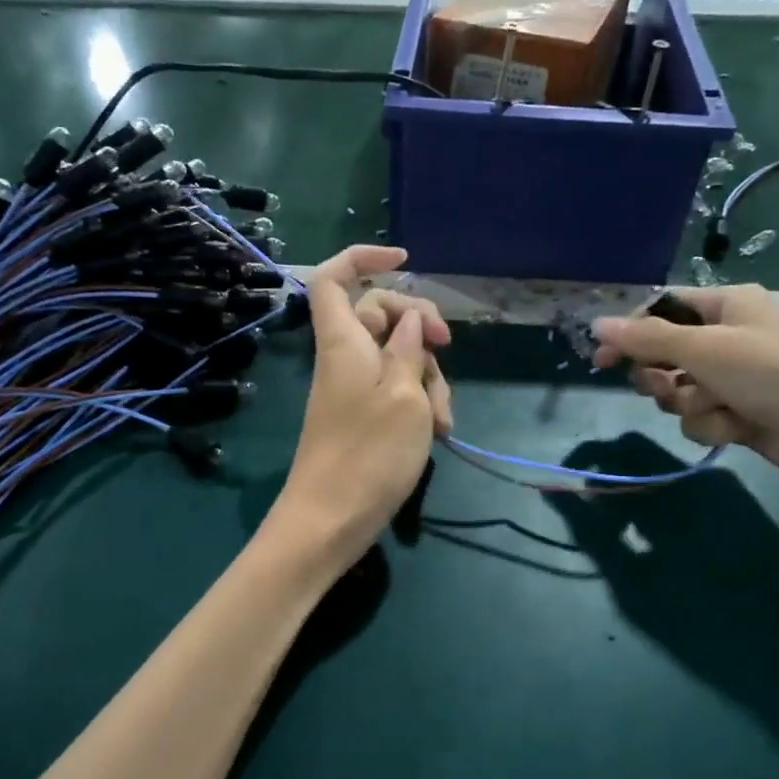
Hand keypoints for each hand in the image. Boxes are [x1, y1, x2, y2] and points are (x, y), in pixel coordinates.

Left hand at [268, 246, 451, 569]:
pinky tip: (437, 431)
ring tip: (441, 419)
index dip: (364, 257)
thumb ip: (410, 349)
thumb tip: (412, 321)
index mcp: (343, 341)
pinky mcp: (363, 416)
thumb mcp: (405, 394)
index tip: (405, 260)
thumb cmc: (369, 454)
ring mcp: (354, 388)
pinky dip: (419, 403)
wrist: (331, 521)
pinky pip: (395, 390)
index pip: (334, 278)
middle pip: (381, 315)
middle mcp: (345, 357)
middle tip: (447, 351)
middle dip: (421, 330)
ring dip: (428, 378)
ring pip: (397, 357)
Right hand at [591, 285, 778, 508]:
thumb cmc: (776, 374)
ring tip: (721, 409)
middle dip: (664, 377)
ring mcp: (739, 380)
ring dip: (693, 406)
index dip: (631, 335)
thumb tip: (597, 323)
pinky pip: (704, 418)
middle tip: (670, 387)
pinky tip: (739, 430)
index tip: (602, 362)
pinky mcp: (745, 415)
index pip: (663, 311)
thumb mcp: (707, 349)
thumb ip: (647, 339)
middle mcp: (731, 338)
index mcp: (728, 306)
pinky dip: (714, 426)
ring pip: (682, 393)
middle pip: (666, 355)